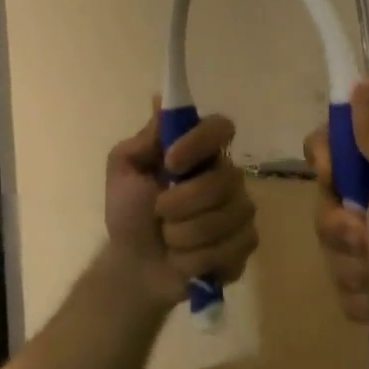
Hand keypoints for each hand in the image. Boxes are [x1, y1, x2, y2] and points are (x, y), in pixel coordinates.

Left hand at [105, 108, 258, 308]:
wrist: (134, 266)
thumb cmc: (128, 212)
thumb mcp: (123, 170)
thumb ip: (144, 139)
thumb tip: (161, 101)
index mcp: (198, 151)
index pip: (221, 127)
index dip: (199, 142)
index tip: (170, 162)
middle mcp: (225, 175)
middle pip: (224, 180)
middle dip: (183, 202)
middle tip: (159, 212)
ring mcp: (239, 210)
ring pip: (228, 217)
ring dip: (186, 234)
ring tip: (168, 239)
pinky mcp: (245, 244)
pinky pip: (235, 247)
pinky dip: (200, 258)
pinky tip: (185, 259)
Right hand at [305, 81, 368, 336]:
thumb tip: (366, 81)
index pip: (340, 139)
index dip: (327, 158)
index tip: (334, 177)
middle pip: (329, 191)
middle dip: (339, 223)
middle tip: (366, 238)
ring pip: (332, 238)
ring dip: (350, 264)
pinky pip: (344, 277)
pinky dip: (361, 294)